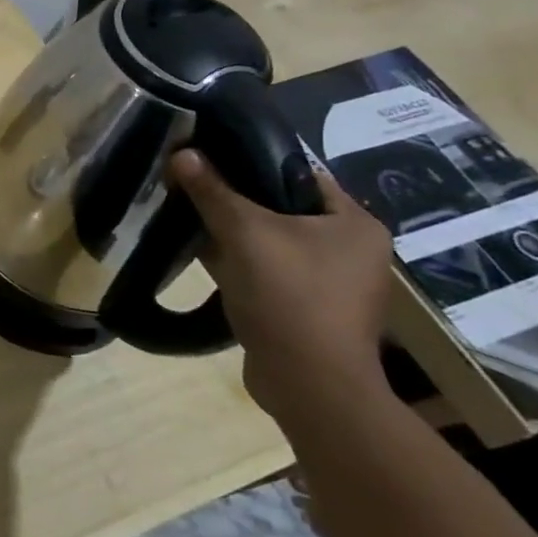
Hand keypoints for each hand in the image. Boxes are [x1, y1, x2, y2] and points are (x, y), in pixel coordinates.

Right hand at [169, 150, 393, 421]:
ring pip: (269, 241)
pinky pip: (265, 270)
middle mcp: (350, 250)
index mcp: (354, 224)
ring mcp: (329, 283)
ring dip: (232, 231)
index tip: (209, 155)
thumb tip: (182, 153)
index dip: (252, 160)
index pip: (299, 173)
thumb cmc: (289, 295)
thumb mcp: (244, 233)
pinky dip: (236, 261)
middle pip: (281, 207)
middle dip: (234, 198)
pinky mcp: (305, 308)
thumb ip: (212, 191)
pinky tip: (201, 253)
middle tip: (192, 184)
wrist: (308, 383)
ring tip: (188, 214)